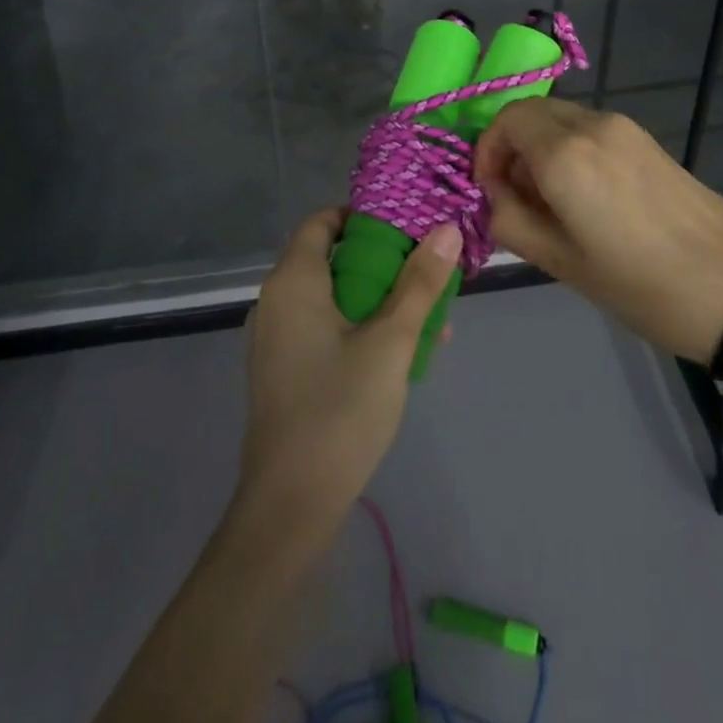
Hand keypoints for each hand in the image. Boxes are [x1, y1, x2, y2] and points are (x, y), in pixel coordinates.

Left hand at [236, 209, 459, 530]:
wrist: (291, 506)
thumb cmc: (339, 411)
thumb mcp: (391, 342)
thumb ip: (420, 284)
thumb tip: (445, 230)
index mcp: (293, 281)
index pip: (324, 222)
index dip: (365, 216)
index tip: (409, 225)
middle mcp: (277, 300)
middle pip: (333, 258)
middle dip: (384, 261)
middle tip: (430, 271)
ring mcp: (278, 337)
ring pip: (335, 296)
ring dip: (379, 298)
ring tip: (430, 316)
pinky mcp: (285, 368)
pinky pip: (326, 327)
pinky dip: (361, 325)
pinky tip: (402, 352)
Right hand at [473, 99, 722, 361]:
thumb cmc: (639, 285)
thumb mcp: (560, 262)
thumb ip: (510, 220)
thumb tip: (493, 195)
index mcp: (565, 154)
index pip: (506, 121)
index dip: (486, 151)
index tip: (490, 191)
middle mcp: (591, 125)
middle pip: (531, 112)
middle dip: (511, 146)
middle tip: (514, 196)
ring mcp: (624, 128)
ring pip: (560, 118)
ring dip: (540, 147)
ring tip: (550, 202)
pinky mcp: (646, 139)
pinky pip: (589, 130)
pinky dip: (569, 149)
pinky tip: (585, 196)